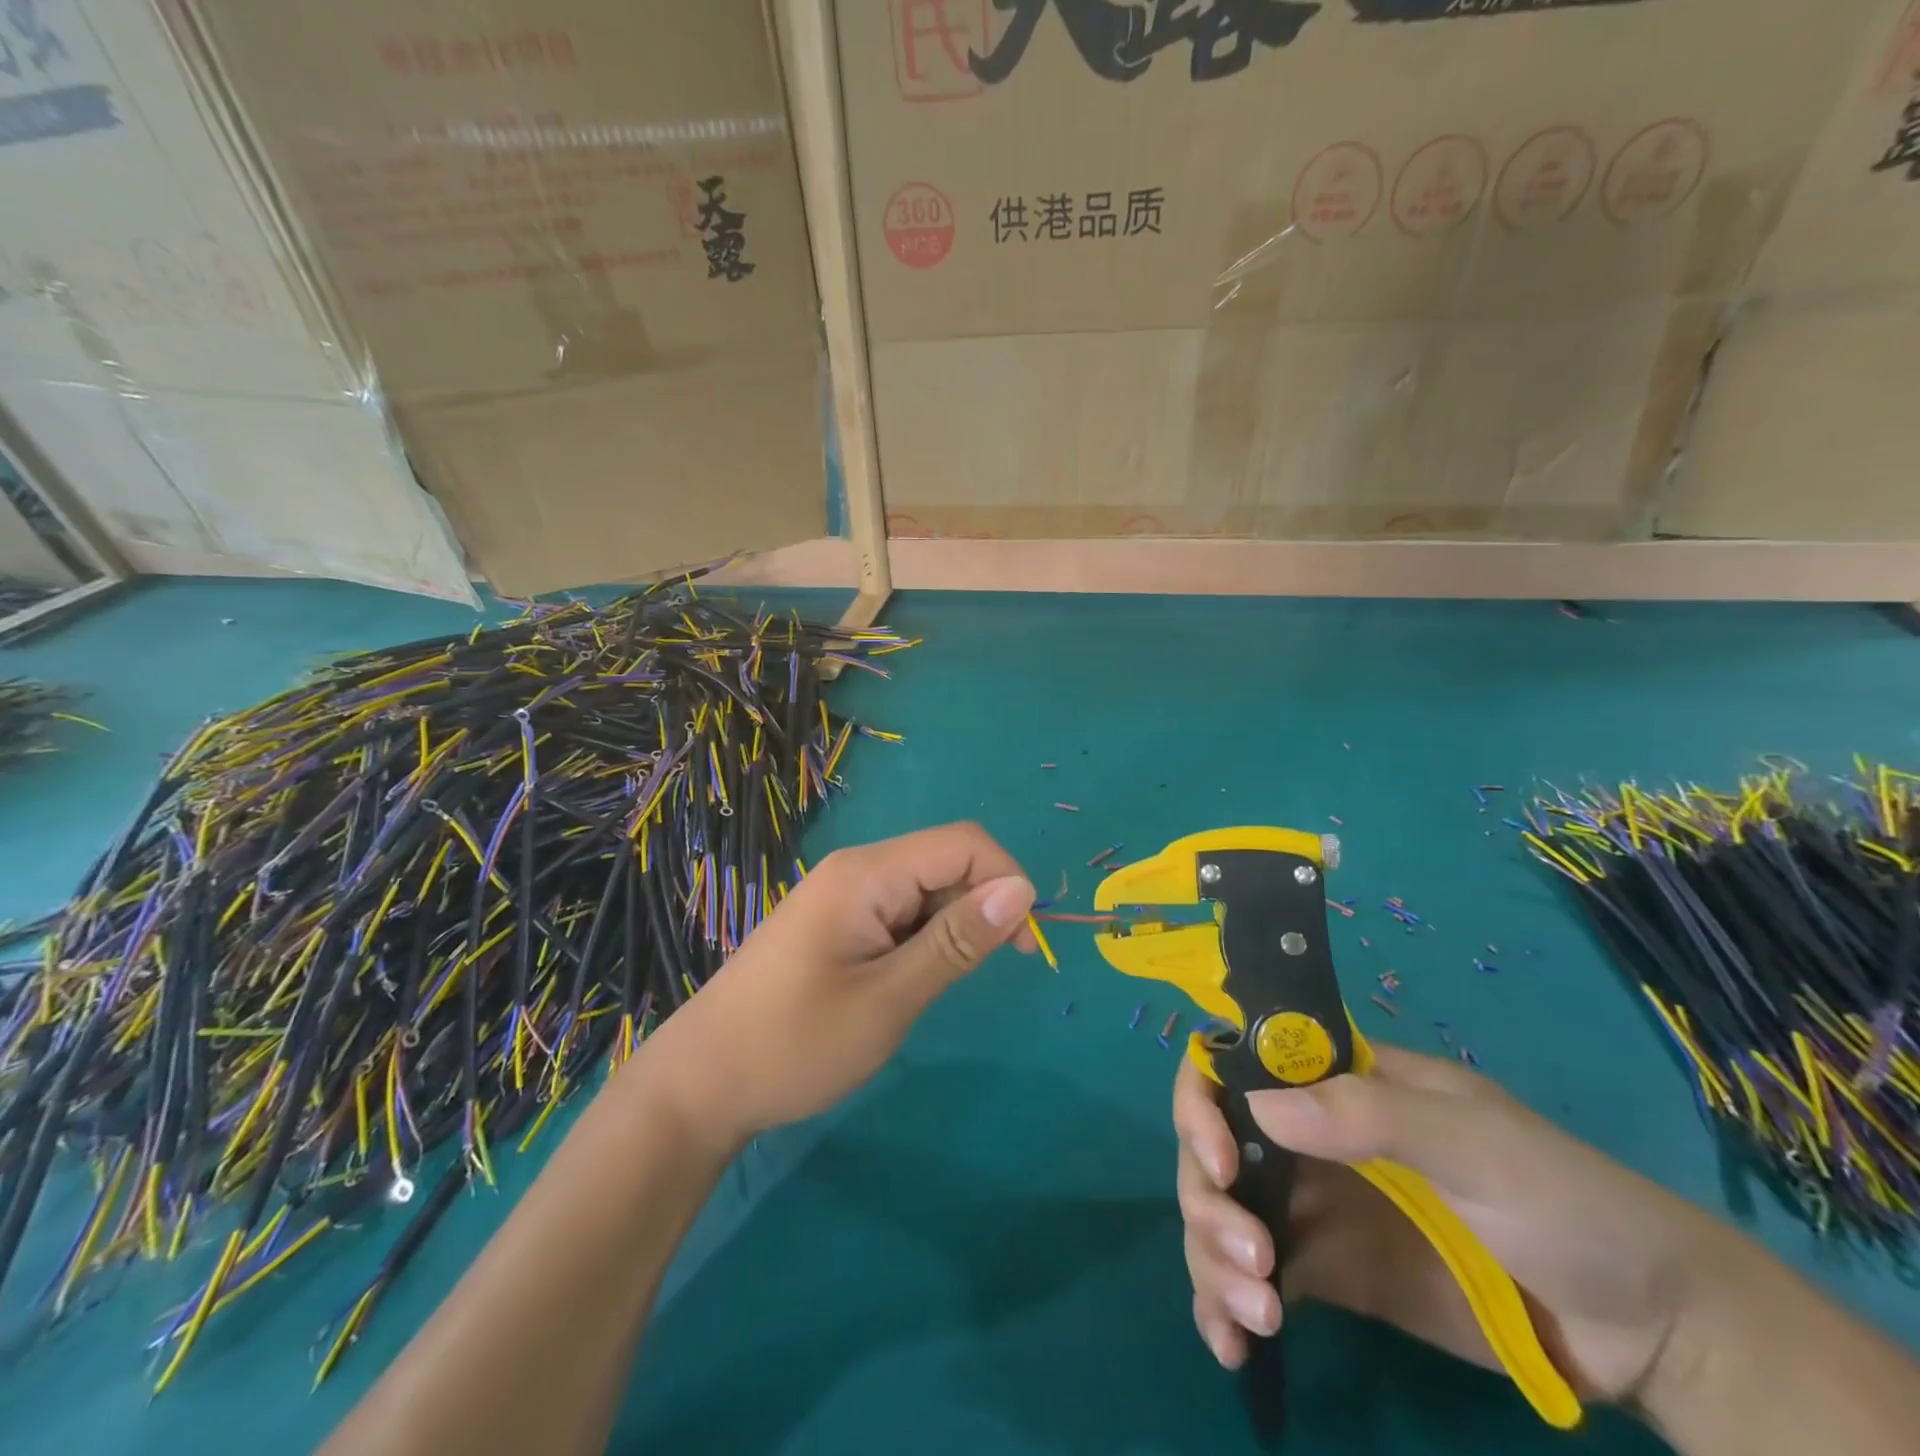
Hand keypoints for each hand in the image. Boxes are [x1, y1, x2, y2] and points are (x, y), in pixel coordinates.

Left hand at [639, 823, 1035, 1149]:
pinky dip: (923, 938)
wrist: (701, 1083)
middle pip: (945, 861)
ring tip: (933, 986)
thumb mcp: (889, 998)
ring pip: (925, 888)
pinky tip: (908, 980)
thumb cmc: (795, 1043)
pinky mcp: (837, 920)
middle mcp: (857, 869)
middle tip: (984, 974)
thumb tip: (1023, 890)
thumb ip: (956, 941)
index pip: (964, 844)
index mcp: (867, 874)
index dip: (1005, 881)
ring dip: (951, 927)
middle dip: (981, 906)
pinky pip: (899, 911)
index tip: (1020, 946)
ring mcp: (843, 894)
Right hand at [1175, 1043, 1728, 1406]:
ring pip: (1222, 1214)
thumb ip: (1371, 1117)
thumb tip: (1258, 1108)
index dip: (1206, 1102)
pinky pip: (1254, 1278)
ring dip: (1211, 1258)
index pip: (1236, 1066)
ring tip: (1255, 1317)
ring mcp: (1315, 1208)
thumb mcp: (1474, 1143)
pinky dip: (1225, 1305)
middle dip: (1210, 1201)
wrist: (1648, 1330)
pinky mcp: (1329, 1276)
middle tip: (1251, 1263)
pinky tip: (1232, 1346)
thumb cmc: (1562, 1200)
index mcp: (1335, 1084)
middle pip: (1215, 1149)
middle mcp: (1308, 1138)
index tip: (1222, 1161)